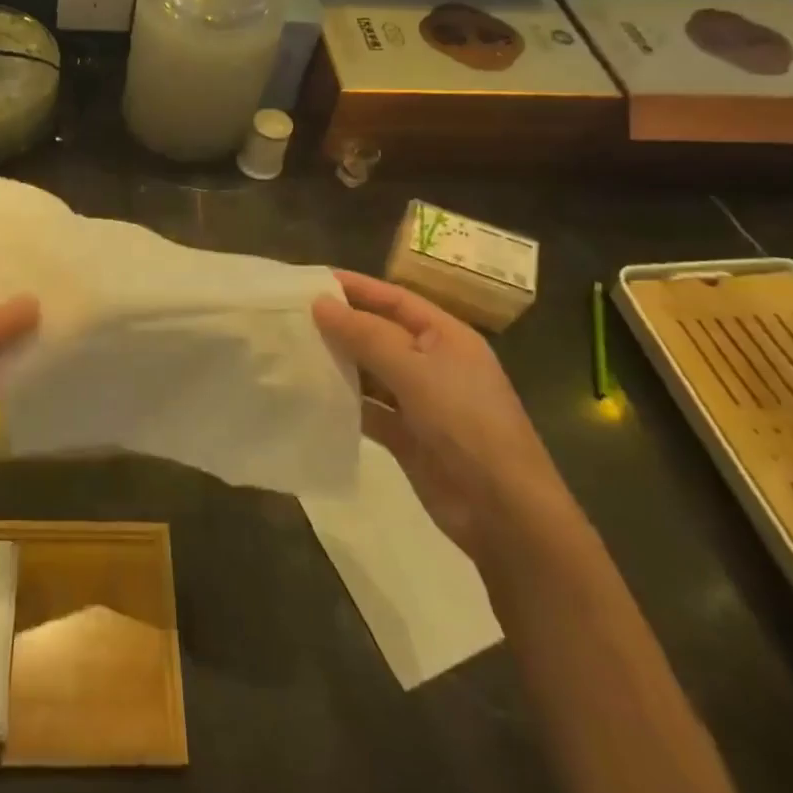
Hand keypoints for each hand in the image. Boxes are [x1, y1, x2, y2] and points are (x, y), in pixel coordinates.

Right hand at [312, 271, 573, 562]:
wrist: (503, 512)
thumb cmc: (466, 424)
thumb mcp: (415, 371)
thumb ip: (365, 335)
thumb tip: (319, 303)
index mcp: (446, 337)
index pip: (394, 299)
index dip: (355, 287)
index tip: (309, 279)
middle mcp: (433, 363)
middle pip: (379, 333)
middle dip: (339, 324)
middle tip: (289, 315)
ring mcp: (419, 401)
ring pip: (370, 371)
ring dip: (337, 362)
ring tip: (290, 349)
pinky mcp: (405, 435)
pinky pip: (368, 408)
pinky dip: (343, 401)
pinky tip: (309, 394)